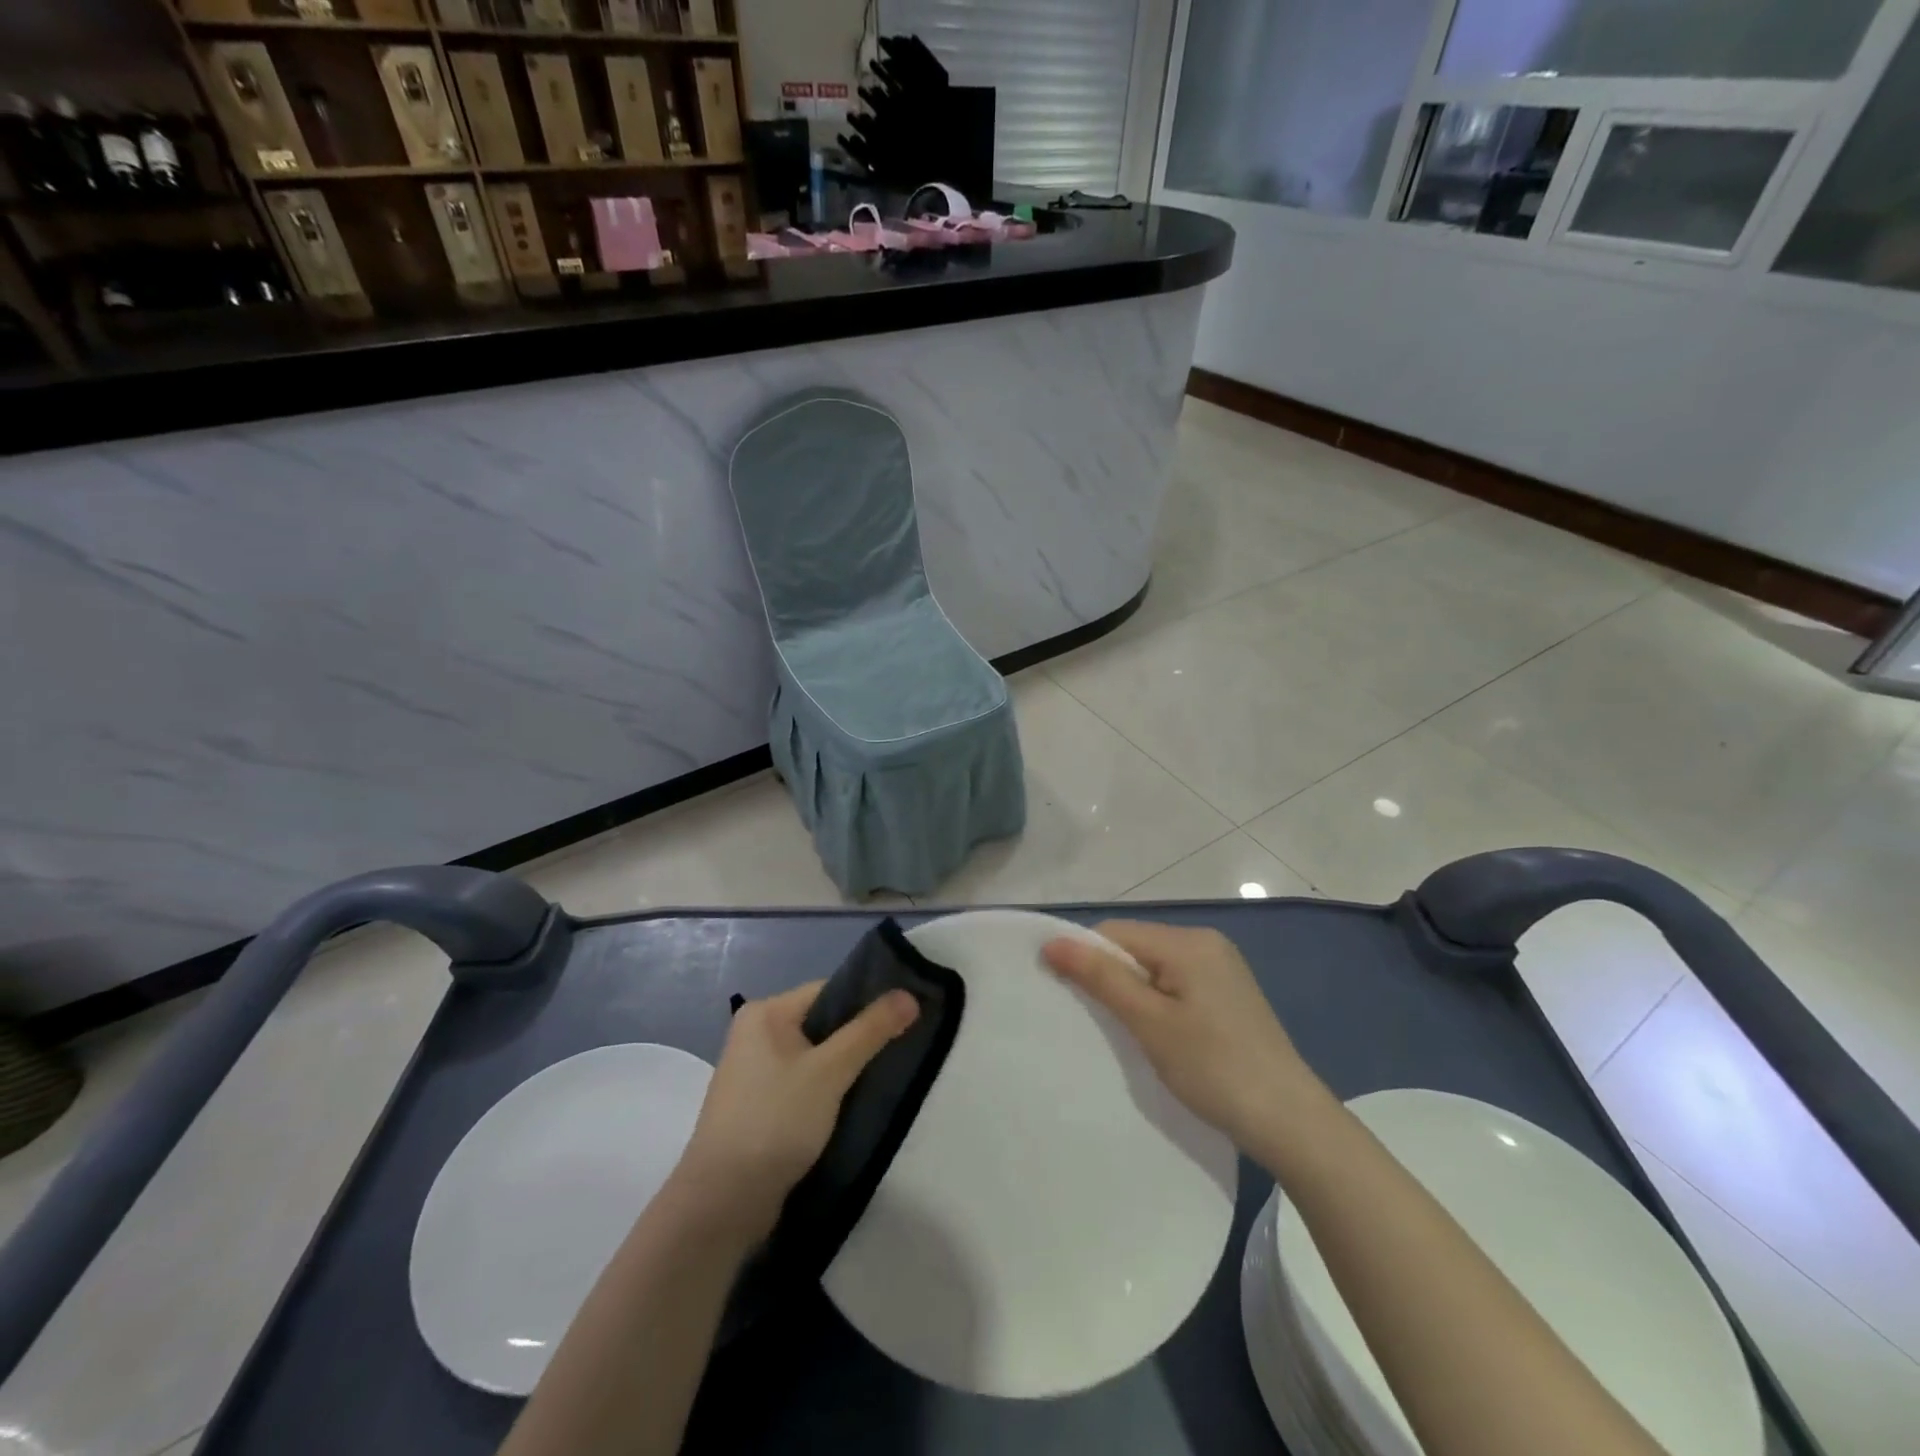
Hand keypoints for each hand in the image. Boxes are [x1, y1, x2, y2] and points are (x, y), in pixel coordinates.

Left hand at [673, 981, 918, 1242]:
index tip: (906, 1018)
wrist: (722, 1205)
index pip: (828, 991)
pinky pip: (804, 1084)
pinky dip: (828, 1091)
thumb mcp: (830, 1071)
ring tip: (884, 1078)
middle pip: (823, 1023)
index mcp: (765, 1012)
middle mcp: (755, 1034)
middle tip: (902, 1049)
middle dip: (859, 1038)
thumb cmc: (774, 1122)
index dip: (868, 1002)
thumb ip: (870, 1031)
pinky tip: (854, 1106)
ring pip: (815, 1057)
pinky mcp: (759, 1107)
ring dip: (846, 1068)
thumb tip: (909, 994)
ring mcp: (755, 1073)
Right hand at [1043, 921, 1318, 1150]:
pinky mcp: (1228, 994)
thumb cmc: (1214, 1068)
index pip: (1115, 933)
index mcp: (1189, 941)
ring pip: (1154, 967)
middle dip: (1110, 977)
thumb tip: (1052, 942)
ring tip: (1126, 1032)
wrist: (1291, 1123)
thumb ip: (1101, 978)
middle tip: (1097, 1022)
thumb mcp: (1150, 1023)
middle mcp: (1206, 943)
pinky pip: (1176, 983)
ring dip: (1133, 993)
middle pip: (1136, 946)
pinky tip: (1157, 1035)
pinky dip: (1157, 1003)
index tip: (1067, 997)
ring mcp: (1222, 968)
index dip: (1085, 958)